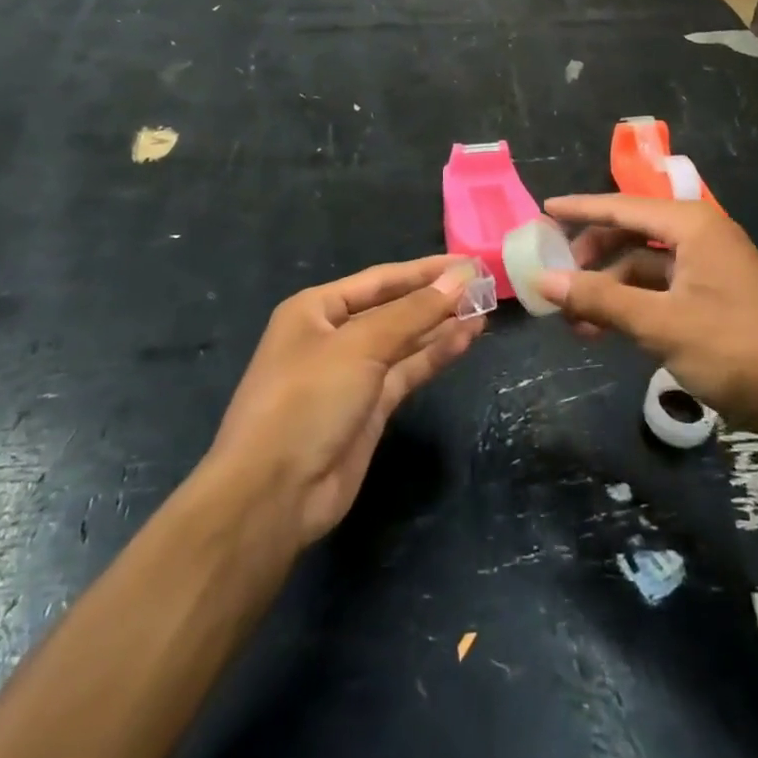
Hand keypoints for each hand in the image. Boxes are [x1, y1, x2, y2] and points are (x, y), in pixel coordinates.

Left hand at [210, 257, 485, 548]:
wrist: (273, 495)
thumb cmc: (307, 400)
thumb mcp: (360, 346)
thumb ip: (413, 313)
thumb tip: (459, 279)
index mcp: (316, 309)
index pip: (380, 279)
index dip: (425, 270)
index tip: (468, 262)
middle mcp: (333, 336)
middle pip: (394, 308)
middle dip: (435, 297)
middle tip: (484, 285)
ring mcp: (352, 374)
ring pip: (404, 341)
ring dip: (441, 326)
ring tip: (484, 310)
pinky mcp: (369, 409)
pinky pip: (407, 371)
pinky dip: (435, 355)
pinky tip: (466, 339)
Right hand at [538, 195, 757, 444]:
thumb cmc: (739, 349)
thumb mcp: (662, 325)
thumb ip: (602, 300)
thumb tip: (544, 281)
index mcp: (691, 226)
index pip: (621, 207)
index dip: (579, 209)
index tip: (542, 212)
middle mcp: (700, 237)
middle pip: (631, 235)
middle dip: (591, 257)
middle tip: (554, 279)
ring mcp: (710, 268)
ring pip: (644, 267)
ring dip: (609, 289)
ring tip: (574, 321)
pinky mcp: (716, 297)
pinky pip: (662, 290)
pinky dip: (633, 306)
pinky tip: (608, 330)